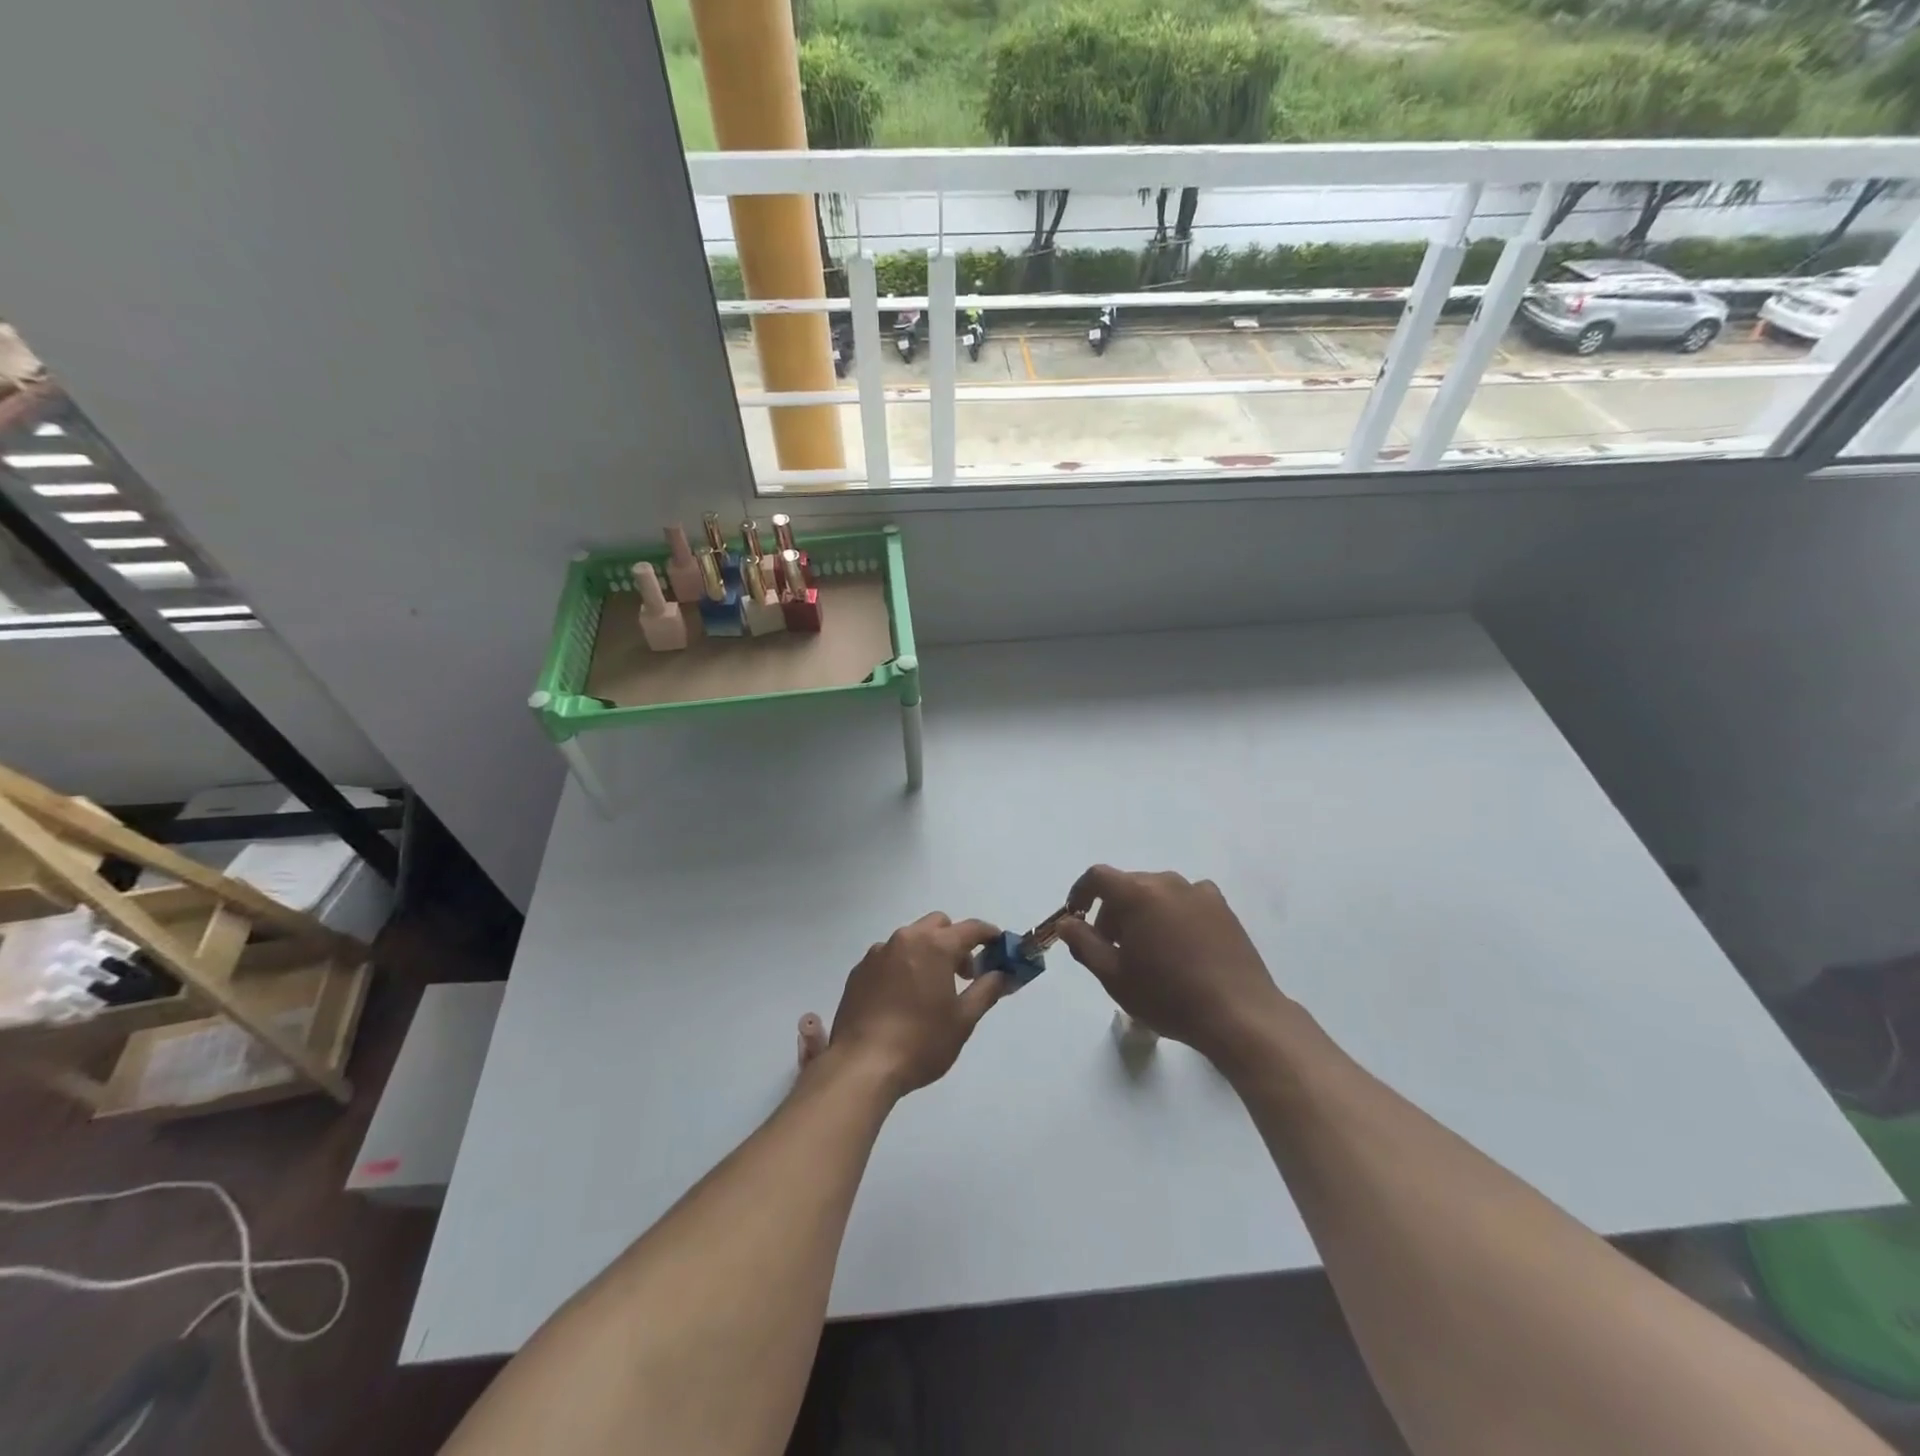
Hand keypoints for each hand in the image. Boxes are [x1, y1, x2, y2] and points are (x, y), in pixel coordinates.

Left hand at [825, 914, 1006, 1097]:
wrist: (862, 1065)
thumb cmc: (921, 1042)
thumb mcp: (963, 1020)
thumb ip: (987, 990)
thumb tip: (1003, 974)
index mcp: (934, 946)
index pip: (971, 928)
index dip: (989, 935)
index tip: (1000, 947)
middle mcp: (905, 939)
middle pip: (938, 926)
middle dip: (955, 942)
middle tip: (963, 975)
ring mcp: (878, 953)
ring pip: (911, 939)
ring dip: (927, 952)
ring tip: (930, 990)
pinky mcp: (859, 971)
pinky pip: (888, 957)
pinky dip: (902, 966)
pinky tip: (901, 999)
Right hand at [1056, 866, 1290, 1068]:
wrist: (1239, 1014)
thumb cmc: (1167, 996)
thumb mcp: (1113, 976)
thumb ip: (1083, 943)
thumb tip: (1067, 922)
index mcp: (1138, 894)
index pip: (1098, 877)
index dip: (1081, 892)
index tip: (1076, 916)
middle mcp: (1168, 882)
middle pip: (1128, 886)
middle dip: (1113, 911)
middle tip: (1112, 949)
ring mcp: (1200, 893)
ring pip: (1158, 894)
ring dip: (1144, 913)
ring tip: (1148, 952)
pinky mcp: (1224, 909)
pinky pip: (1186, 902)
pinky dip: (1174, 916)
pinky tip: (1180, 948)